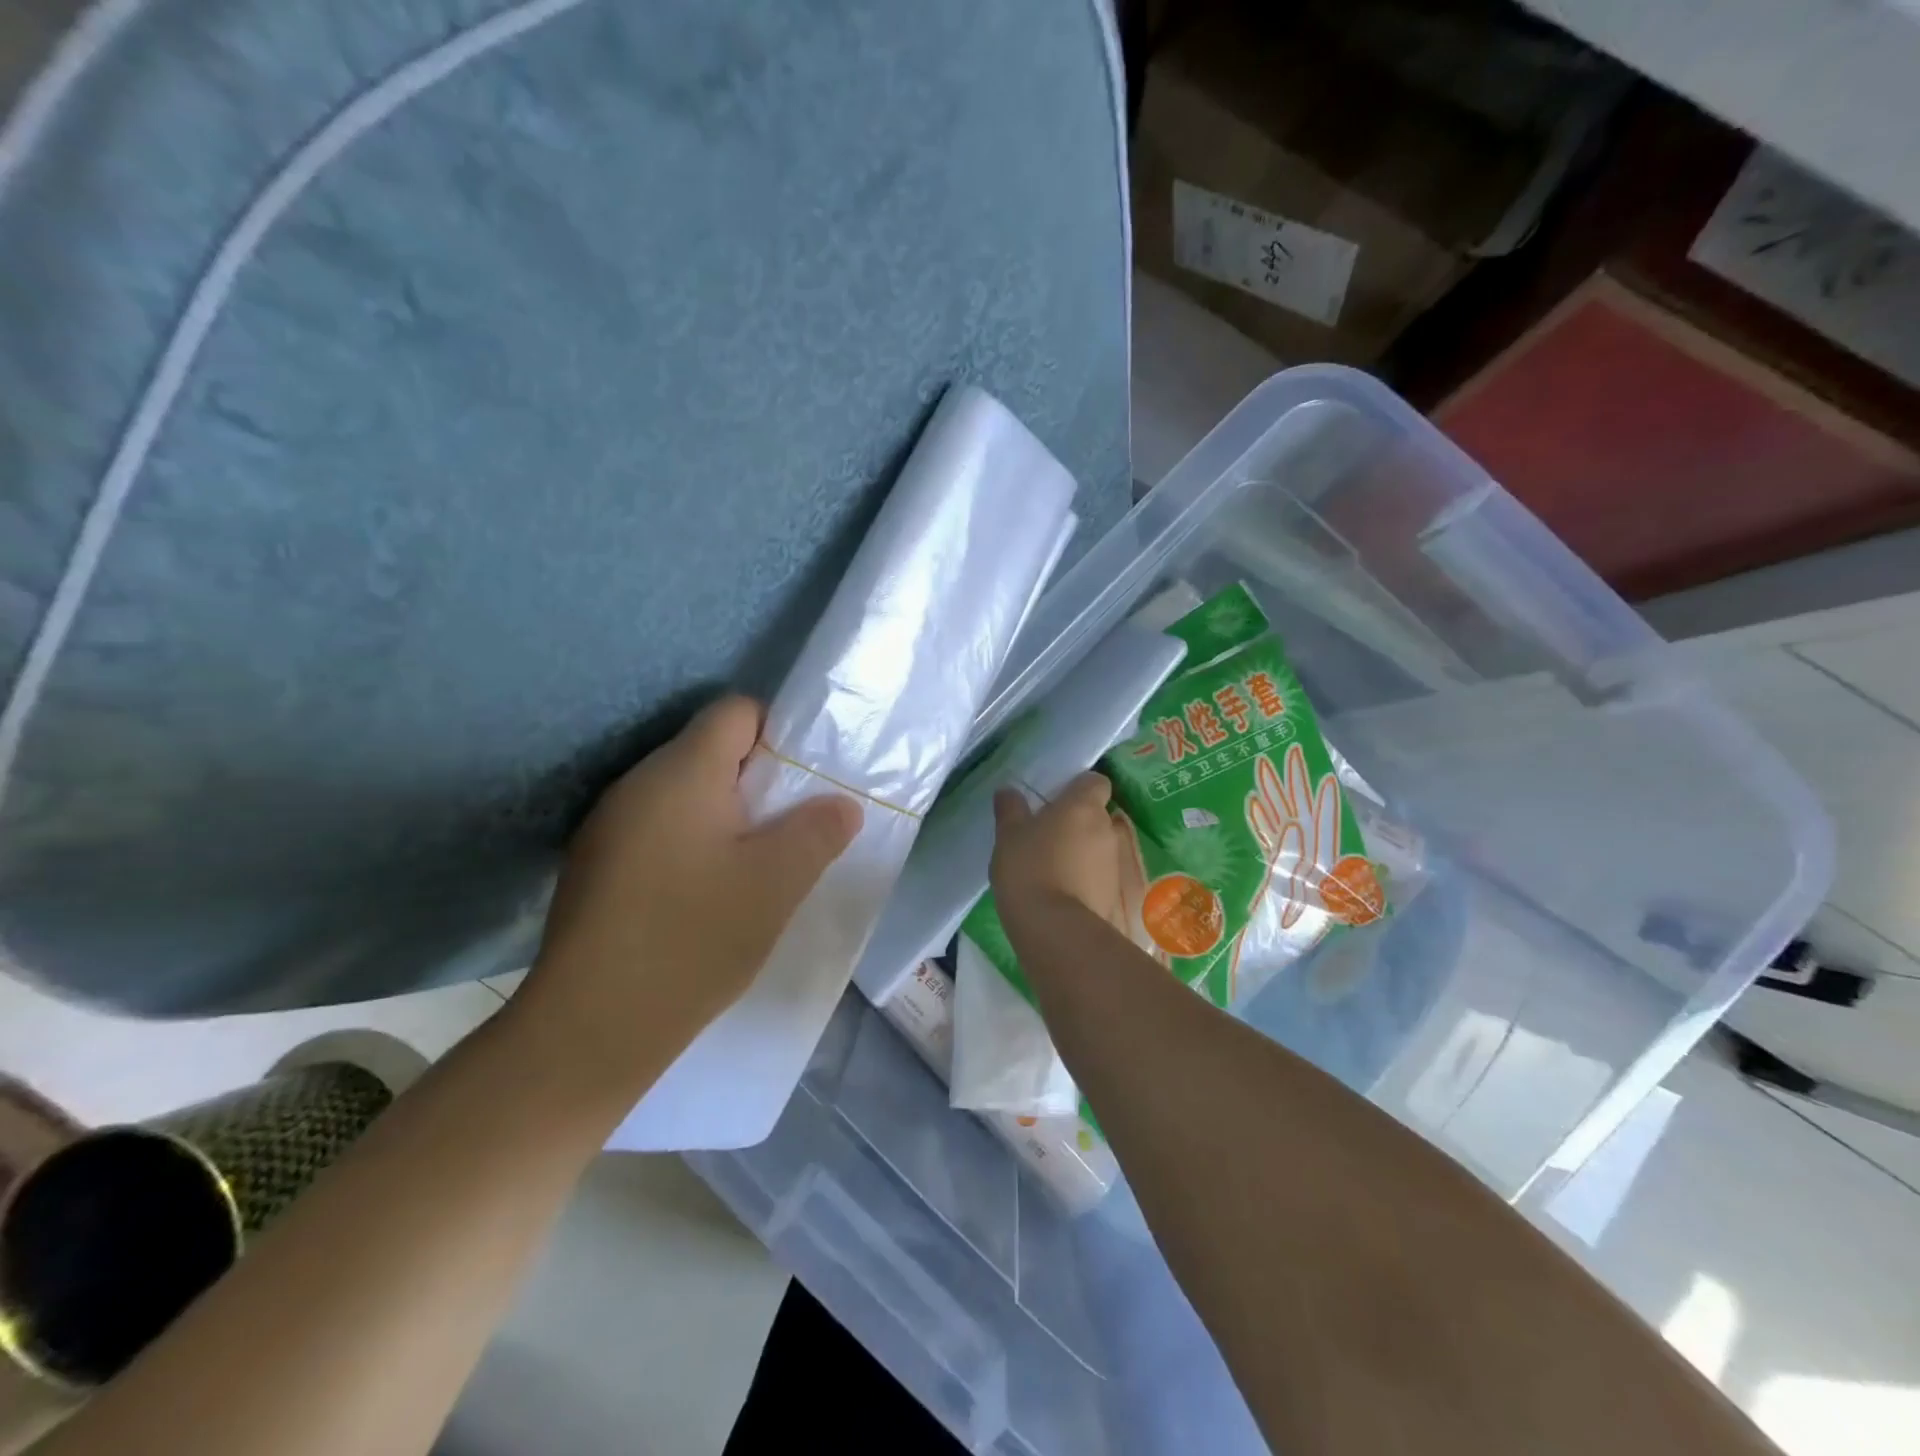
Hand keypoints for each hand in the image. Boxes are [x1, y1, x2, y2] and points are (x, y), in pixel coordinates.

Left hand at [511, 696, 861, 1103]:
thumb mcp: (777, 883)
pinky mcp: (596, 866)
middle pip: (711, 751)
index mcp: (681, 772)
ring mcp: (608, 826)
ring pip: (685, 795)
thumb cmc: (694, 939)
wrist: (590, 1030)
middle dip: (758, 782)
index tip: (805, 784)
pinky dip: (693, 845)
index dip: (780, 735)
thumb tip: (842, 804)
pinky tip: (706, 896)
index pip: (737, 712)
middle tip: (792, 830)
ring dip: (726, 817)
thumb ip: (819, 831)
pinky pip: (659, 830)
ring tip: (755, 868)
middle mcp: (637, 784)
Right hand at [990, 772, 1131, 930]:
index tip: (1057, 801)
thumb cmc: (1029, 869)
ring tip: (1051, 869)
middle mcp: (1107, 829)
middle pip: (1097, 815)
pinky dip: (1085, 879)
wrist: (1056, 930)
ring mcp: (1115, 863)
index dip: (1079, 788)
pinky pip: (1099, 876)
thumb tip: (1009, 791)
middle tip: (1046, 836)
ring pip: (1099, 847)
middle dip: (1077, 823)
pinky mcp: (1115, 894)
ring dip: (1082, 853)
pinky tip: (1060, 893)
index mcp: (1084, 806)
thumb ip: (1010, 809)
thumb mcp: (1008, 836)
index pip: (1096, 782)